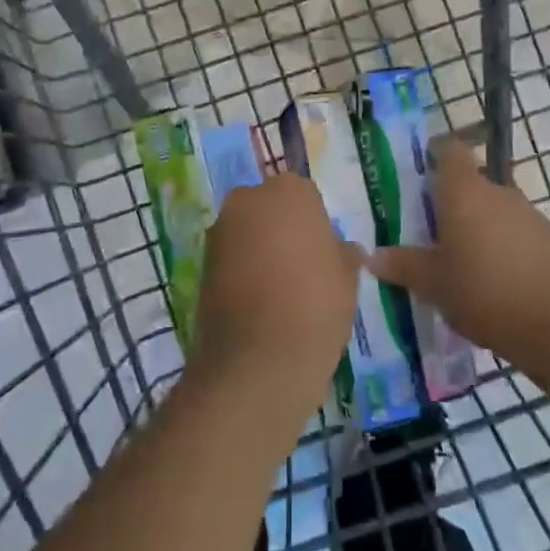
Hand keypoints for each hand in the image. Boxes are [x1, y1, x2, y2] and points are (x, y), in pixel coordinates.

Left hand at [192, 174, 361, 422]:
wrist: (258, 360)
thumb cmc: (315, 305)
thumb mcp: (348, 279)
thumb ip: (344, 254)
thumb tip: (344, 249)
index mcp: (290, 191)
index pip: (305, 196)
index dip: (314, 223)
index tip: (322, 252)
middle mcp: (249, 199)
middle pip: (269, 208)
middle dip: (281, 229)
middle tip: (302, 267)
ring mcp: (220, 230)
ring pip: (247, 232)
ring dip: (259, 249)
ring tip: (279, 290)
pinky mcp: (201, 262)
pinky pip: (230, 258)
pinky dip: (241, 271)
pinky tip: (258, 303)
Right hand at [370, 137, 549, 369]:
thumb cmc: (484, 292)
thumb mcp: (433, 284)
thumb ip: (403, 265)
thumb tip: (373, 256)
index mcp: (464, 191)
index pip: (450, 150)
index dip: (436, 153)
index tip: (421, 168)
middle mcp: (497, 192)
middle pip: (471, 183)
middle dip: (452, 202)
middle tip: (430, 231)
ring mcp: (529, 214)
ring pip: (494, 209)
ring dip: (479, 227)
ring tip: (462, 262)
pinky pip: (516, 234)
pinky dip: (503, 247)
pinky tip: (494, 281)